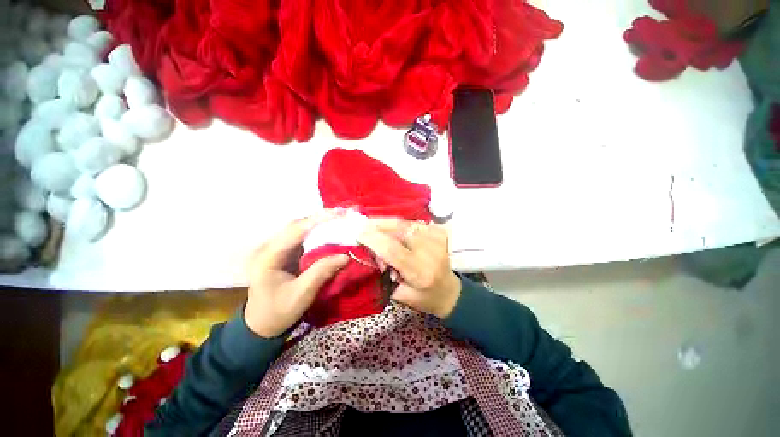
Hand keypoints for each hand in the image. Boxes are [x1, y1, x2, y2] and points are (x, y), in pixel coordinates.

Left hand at [244, 211, 348, 337]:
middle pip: (296, 225)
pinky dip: (317, 232)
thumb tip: (345, 255)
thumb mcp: (301, 294)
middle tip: (343, 214)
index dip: (317, 220)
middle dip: (320, 218)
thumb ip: (322, 272)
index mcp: (267, 257)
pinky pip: (301, 237)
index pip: (294, 231)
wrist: (261, 325)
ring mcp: (275, 248)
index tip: (338, 214)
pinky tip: (330, 231)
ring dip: (319, 223)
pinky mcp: (283, 252)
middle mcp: (269, 247)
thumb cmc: (278, 312)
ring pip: (299, 229)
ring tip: (339, 219)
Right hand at [358, 218, 461, 318]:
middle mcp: (430, 252)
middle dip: (378, 224)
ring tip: (375, 226)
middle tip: (363, 224)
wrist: (448, 291)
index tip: (359, 234)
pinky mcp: (439, 232)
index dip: (373, 239)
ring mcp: (437, 239)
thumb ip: (384, 274)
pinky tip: (393, 230)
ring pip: (405, 223)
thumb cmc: (423, 297)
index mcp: (420, 272)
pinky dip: (400, 225)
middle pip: (399, 229)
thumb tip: (371, 250)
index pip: (392, 250)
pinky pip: (413, 223)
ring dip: (387, 223)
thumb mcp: (399, 294)